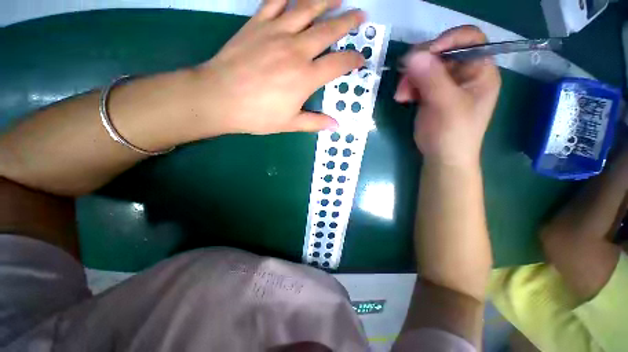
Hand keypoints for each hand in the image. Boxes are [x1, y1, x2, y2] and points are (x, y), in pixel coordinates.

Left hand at [191, 0, 364, 135]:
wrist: (220, 98)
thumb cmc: (258, 115)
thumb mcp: (290, 124)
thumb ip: (315, 122)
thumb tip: (335, 125)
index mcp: (306, 77)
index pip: (339, 63)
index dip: (354, 59)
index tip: (361, 59)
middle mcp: (297, 50)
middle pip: (329, 30)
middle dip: (348, 21)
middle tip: (360, 14)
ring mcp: (277, 32)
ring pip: (307, 8)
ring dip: (326, 0)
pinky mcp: (257, 24)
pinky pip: (275, 1)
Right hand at [394, 26, 500, 165]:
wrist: (442, 157)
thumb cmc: (452, 134)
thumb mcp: (446, 105)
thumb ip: (432, 79)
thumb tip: (412, 56)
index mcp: (480, 71)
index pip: (470, 39)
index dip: (448, 40)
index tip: (425, 54)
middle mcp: (465, 73)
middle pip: (442, 52)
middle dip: (420, 64)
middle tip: (404, 79)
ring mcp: (446, 83)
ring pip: (425, 67)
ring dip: (410, 78)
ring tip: (401, 95)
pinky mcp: (431, 93)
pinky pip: (417, 80)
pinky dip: (408, 87)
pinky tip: (403, 98)